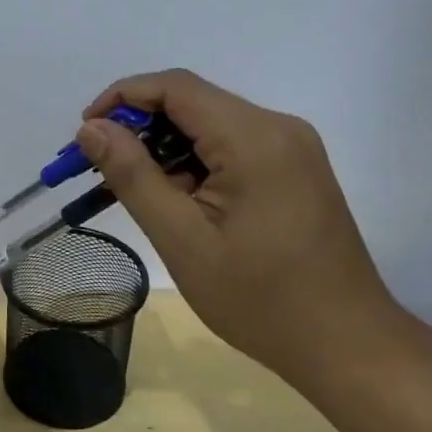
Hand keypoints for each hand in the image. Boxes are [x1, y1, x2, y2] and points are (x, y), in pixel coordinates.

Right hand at [77, 69, 409, 373]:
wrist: (346, 344)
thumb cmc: (259, 299)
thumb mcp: (182, 239)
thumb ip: (133, 176)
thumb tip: (91, 128)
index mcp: (254, 138)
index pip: (176, 87)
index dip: (122, 97)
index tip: (86, 133)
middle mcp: (278, 128)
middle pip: (193, 103)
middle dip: (139, 127)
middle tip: (100, 170)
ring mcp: (292, 149)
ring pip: (210, 126)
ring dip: (164, 148)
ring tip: (132, 191)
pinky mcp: (295, 170)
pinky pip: (232, 148)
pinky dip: (194, 163)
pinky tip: (176, 201)